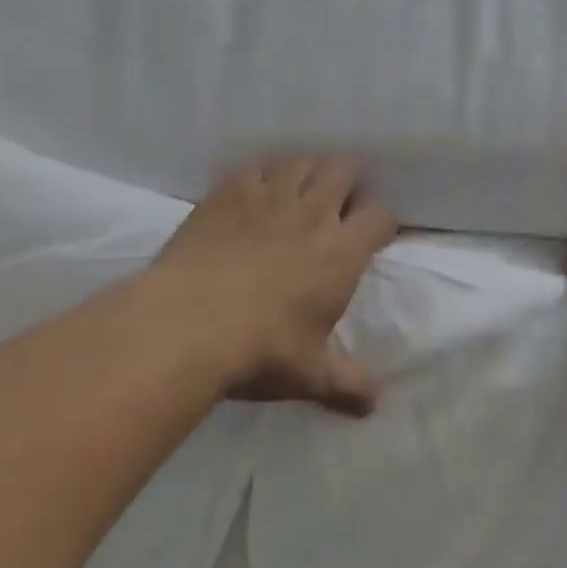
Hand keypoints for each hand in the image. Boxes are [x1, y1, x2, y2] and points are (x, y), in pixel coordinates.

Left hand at [143, 157, 398, 416]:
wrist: (184, 326)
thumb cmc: (259, 350)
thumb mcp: (308, 374)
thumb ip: (345, 384)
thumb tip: (374, 406)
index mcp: (341, 252)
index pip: (380, 215)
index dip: (381, 222)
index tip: (373, 236)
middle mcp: (312, 213)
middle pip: (344, 170)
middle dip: (347, 183)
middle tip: (335, 208)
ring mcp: (267, 197)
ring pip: (300, 161)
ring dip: (306, 172)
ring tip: (297, 194)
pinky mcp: (227, 193)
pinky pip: (253, 168)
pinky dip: (259, 177)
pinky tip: (251, 197)